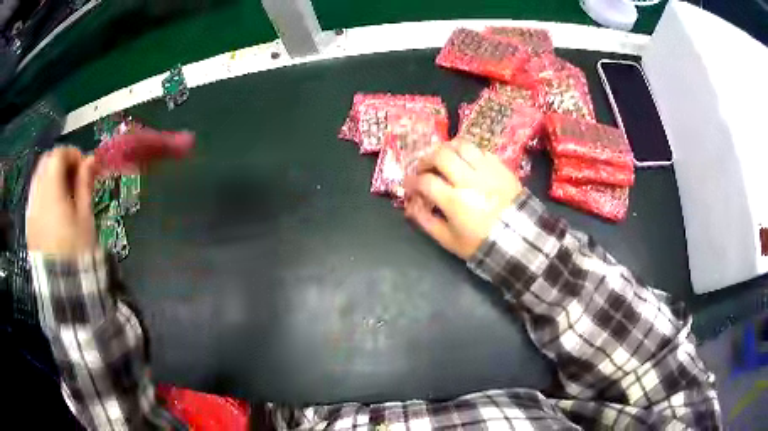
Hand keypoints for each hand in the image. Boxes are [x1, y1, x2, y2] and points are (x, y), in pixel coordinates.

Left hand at [26, 147, 97, 256]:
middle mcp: (37, 193)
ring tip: (63, 192)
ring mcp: (30, 208)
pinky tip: (52, 206)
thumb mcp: (85, 217)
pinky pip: (34, 194)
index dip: (73, 154)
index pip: (58, 154)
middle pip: (46, 161)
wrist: (61, 287)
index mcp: (51, 189)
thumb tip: (91, 159)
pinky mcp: (28, 222)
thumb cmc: (76, 250)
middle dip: (61, 162)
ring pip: (38, 176)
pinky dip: (43, 191)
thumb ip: (85, 184)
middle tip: (73, 176)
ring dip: (51, 176)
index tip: (85, 166)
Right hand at [404, 141, 521, 259]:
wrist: (519, 239)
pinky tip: (466, 162)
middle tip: (424, 168)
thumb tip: (411, 206)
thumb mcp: (449, 241)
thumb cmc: (481, 243)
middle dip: (426, 159)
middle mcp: (469, 180)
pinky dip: (469, 153)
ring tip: (444, 158)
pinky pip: (481, 150)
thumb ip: (426, 222)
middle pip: (441, 155)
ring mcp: (487, 170)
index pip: (425, 181)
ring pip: (462, 145)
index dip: (412, 181)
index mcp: (455, 201)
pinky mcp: (501, 167)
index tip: (409, 184)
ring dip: (447, 149)